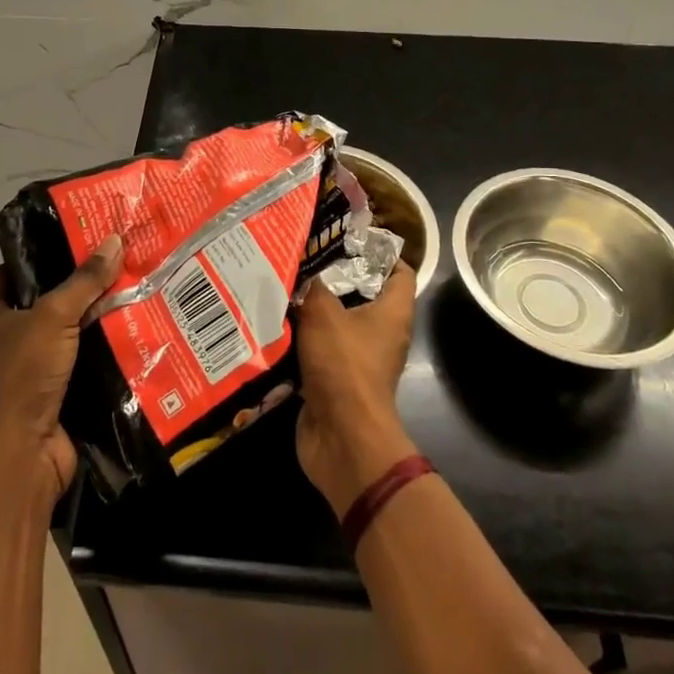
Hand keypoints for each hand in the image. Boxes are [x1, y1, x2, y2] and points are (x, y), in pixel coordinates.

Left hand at [0, 235, 121, 499]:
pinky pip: (89, 362)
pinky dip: (109, 349)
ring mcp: (36, 370)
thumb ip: (84, 280)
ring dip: (99, 317)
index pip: (6, 274)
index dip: (32, 255)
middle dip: (79, 284)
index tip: (69, 239)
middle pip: (47, 302)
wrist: (24, 453)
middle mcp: (11, 341)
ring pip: (72, 332)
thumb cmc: (24, 375)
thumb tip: (114, 240)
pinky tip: (139, 330)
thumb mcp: (53, 317)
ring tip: (136, 287)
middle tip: (116, 260)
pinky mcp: (62, 392)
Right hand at [294, 262, 419, 516]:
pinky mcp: (336, 380)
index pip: (399, 271)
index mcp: (393, 312)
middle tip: (302, 255)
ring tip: (281, 282)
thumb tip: (299, 265)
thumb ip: (311, 286)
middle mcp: (381, 333)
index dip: (380, 250)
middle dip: (334, 276)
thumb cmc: (344, 366)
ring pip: (336, 322)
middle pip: (363, 294)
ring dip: (312, 308)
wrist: (341, 437)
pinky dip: (300, 338)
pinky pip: (319, 349)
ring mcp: (359, 359)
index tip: (347, 235)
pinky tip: (273, 321)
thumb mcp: (323, 314)